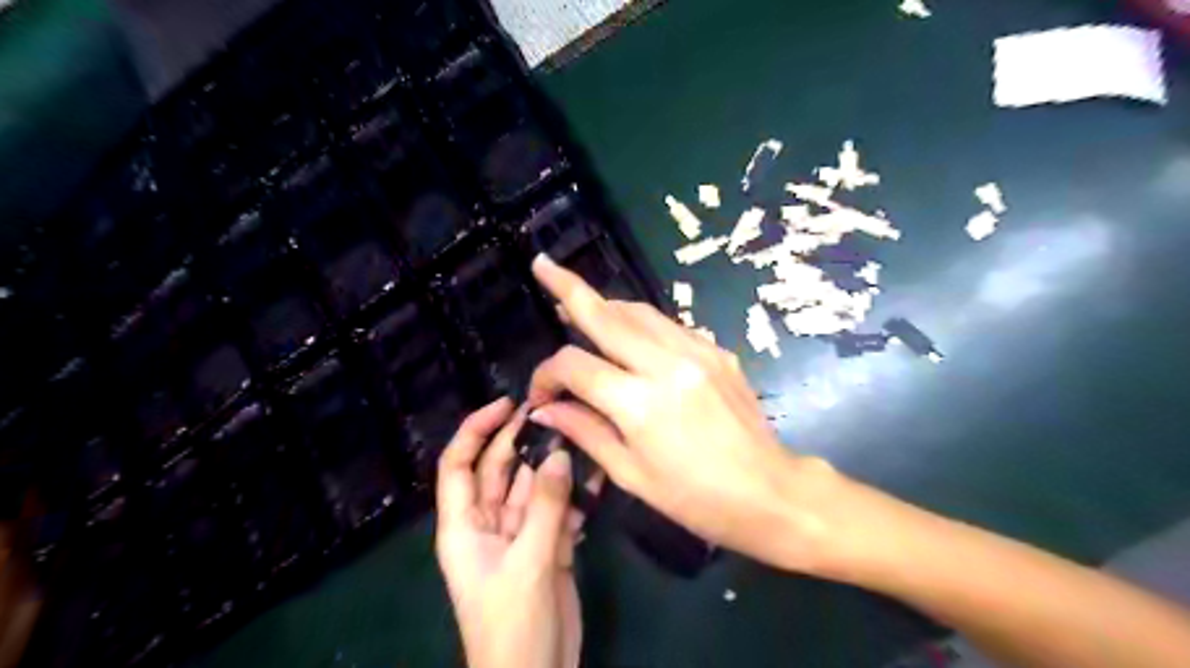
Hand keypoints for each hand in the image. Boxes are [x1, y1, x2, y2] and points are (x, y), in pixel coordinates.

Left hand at [435, 398, 585, 667]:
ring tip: (579, 435)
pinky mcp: (546, 547)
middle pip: (498, 470)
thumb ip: (546, 506)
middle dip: (520, 441)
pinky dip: (574, 495)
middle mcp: (488, 524)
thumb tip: (560, 453)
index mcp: (464, 526)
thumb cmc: (514, 624)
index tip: (507, 405)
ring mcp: (519, 535)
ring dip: (553, 466)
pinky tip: (595, 477)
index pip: (458, 465)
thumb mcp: (528, 562)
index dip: (476, 430)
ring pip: (532, 488)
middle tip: (552, 411)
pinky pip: (557, 510)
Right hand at [524, 256, 838, 574]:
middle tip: (543, 265)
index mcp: (639, 403)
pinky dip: (641, 325)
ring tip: (581, 306)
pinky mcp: (717, 350)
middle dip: (568, 287)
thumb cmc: (695, 498)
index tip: (541, 395)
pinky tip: (632, 340)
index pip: (575, 367)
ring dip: (606, 306)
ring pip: (639, 311)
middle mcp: (666, 364)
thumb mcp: (630, 474)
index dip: (546, 375)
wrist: (769, 491)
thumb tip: (544, 409)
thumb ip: (584, 431)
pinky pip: (669, 326)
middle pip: (605, 314)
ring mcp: (697, 351)